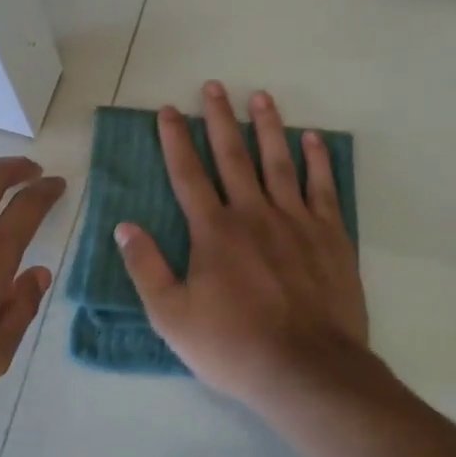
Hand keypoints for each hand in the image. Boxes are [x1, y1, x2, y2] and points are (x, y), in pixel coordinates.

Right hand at [115, 82, 369, 410]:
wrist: (308, 371)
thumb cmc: (233, 346)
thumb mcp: (172, 317)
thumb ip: (147, 268)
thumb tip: (125, 226)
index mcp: (214, 231)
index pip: (188, 174)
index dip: (175, 140)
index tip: (168, 110)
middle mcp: (253, 214)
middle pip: (233, 156)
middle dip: (219, 119)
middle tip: (213, 86)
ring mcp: (296, 222)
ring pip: (279, 162)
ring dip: (268, 127)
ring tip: (260, 96)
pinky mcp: (330, 236)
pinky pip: (323, 188)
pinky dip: (317, 161)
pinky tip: (312, 139)